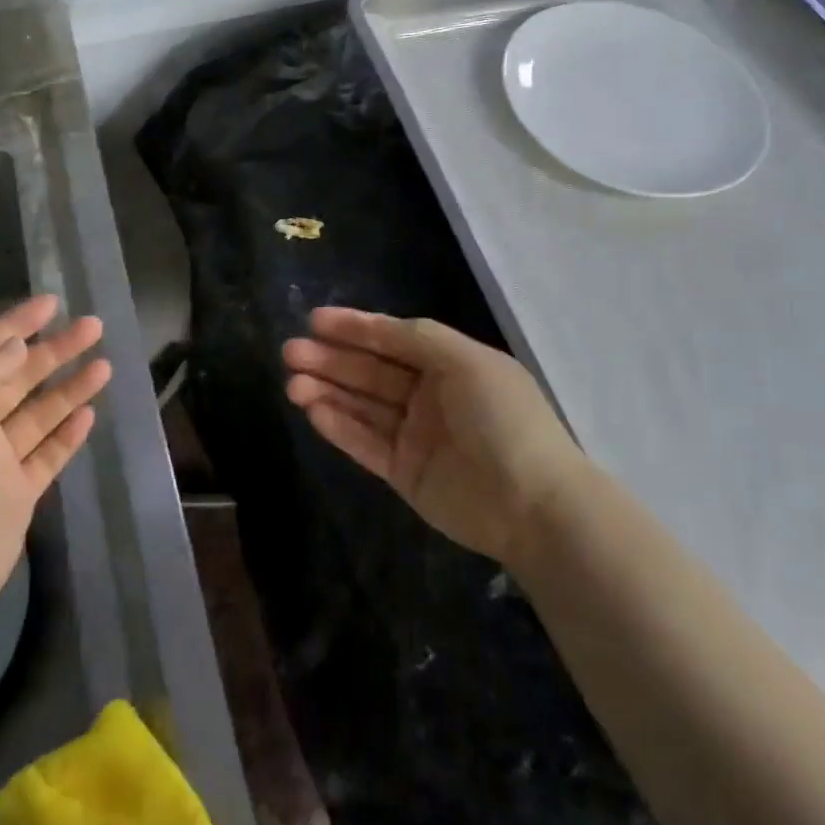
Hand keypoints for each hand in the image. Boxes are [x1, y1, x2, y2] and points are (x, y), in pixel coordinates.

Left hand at [0, 295, 109, 634]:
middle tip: (93, 326)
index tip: (52, 302)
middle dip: (54, 350)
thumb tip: (15, 342)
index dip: (17, 324)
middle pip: (18, 377)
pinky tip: (89, 412)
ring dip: (69, 387)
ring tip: (104, 363)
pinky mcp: (17, 491)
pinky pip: (47, 452)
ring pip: (39, 412)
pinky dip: (67, 432)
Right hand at [283, 308, 582, 564]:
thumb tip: (378, 328)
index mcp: (450, 365)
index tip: (314, 319)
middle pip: (370, 371)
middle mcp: (430, 396)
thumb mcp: (467, 362)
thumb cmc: (502, 419)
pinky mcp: (404, 472)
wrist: (533, 505)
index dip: (355, 327)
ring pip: (362, 406)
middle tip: (290, 352)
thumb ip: (419, 339)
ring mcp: (416, 435)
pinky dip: (338, 426)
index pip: (393, 339)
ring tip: (292, 383)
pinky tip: (311, 410)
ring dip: (327, 391)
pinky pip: (364, 443)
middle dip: (331, 359)